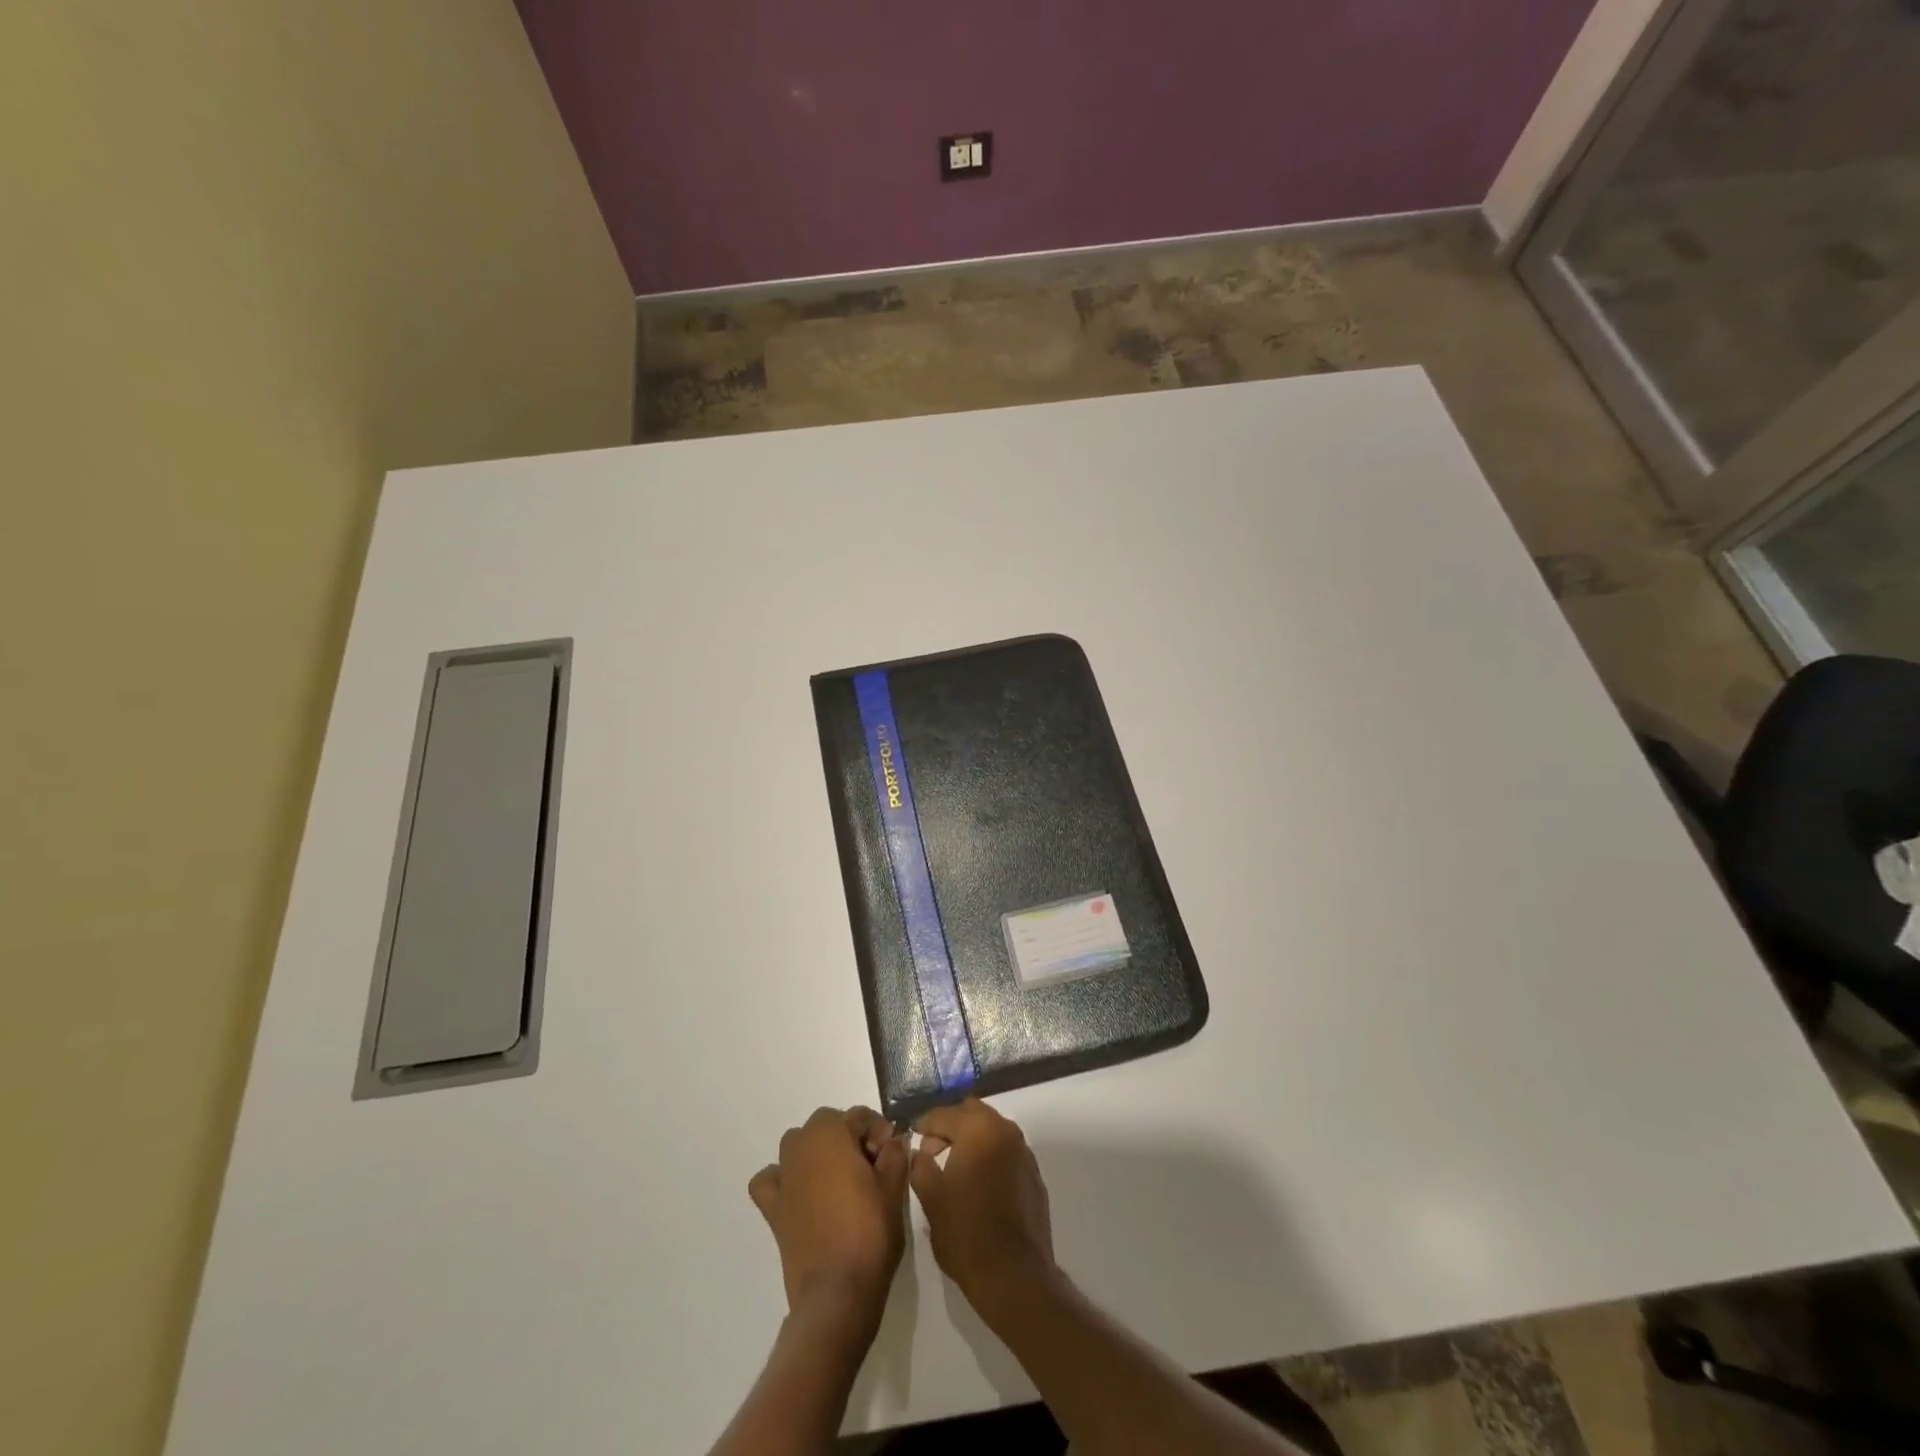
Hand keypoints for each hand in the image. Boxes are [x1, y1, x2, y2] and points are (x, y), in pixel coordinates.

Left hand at [749, 1106, 907, 1340]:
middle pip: (828, 1125)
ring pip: (798, 1145)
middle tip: (871, 1168)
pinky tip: (800, 1194)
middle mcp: (801, 1145)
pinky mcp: (772, 1208)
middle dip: (849, 1138)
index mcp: (831, 1133)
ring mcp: (783, 1176)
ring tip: (840, 1180)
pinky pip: (771, 1180)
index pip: (859, 1116)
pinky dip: (782, 1179)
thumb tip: (893, 1141)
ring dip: (817, 1152)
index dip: (880, 1132)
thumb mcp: (893, 1188)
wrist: (837, 1292)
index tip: (892, 1155)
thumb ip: (895, 1154)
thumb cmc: (870, 1232)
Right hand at [909, 1098, 1057, 1325]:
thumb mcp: (931, 1199)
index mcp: (977, 1129)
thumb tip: (919, 1152)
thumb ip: (920, 1166)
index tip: (911, 1136)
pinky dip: (989, 1155)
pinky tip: (979, 1183)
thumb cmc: (966, 1233)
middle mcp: (1004, 1130)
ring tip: (954, 1167)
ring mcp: (1023, 1151)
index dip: (924, 1124)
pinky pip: (1006, 1150)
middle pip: (971, 1112)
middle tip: (932, 1150)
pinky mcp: (1034, 1173)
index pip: (943, 1114)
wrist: (1015, 1275)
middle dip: (950, 1125)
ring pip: (991, 1129)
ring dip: (971, 1138)